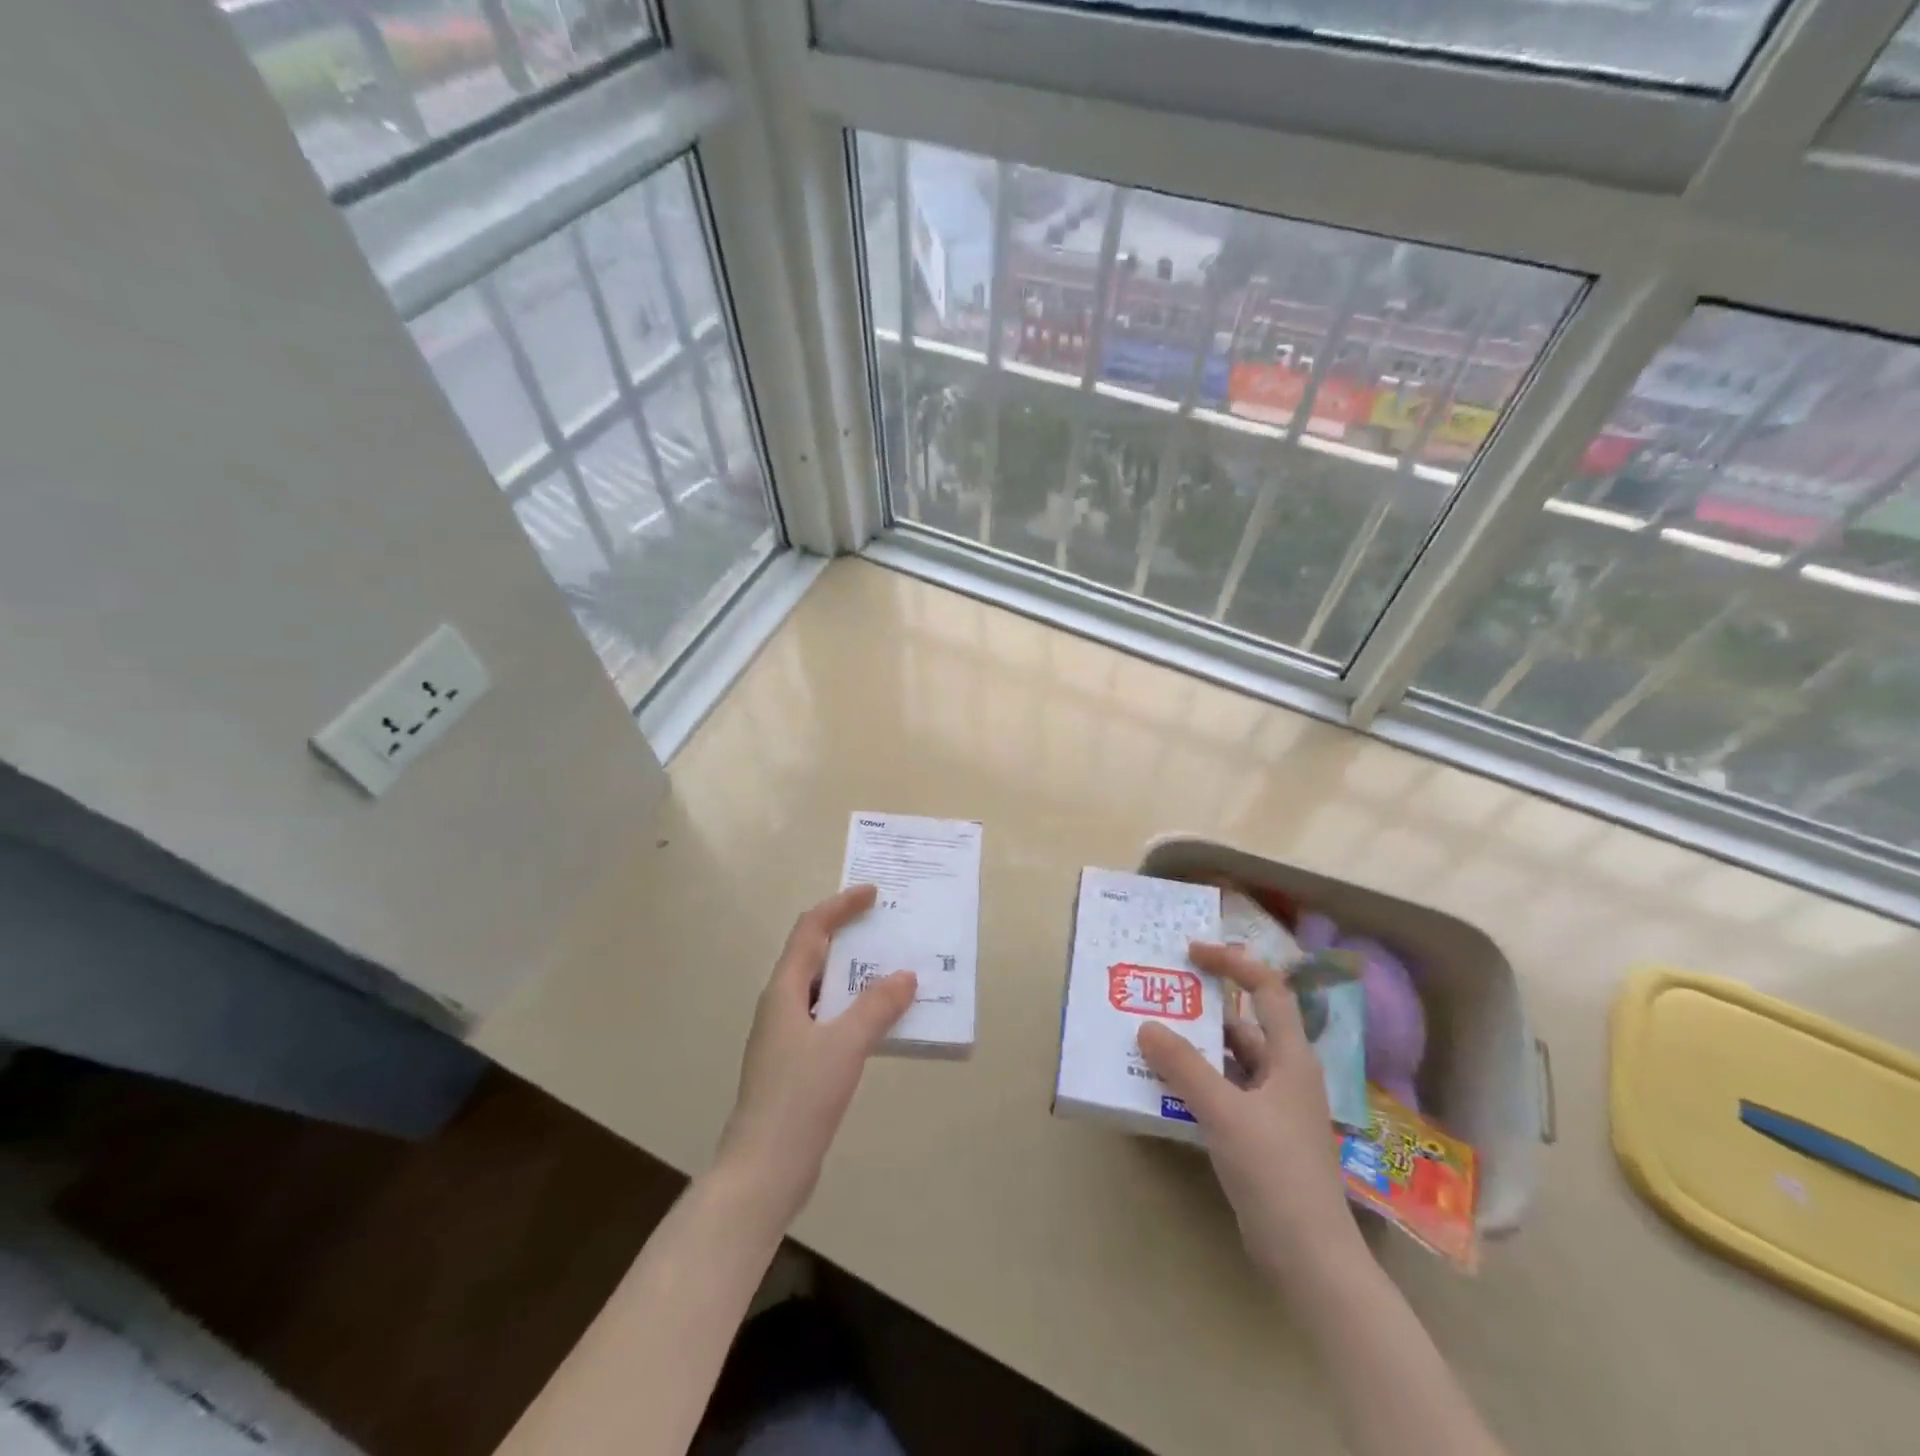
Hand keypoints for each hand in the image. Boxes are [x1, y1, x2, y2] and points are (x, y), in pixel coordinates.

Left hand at [714, 884, 916, 1228]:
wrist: (762, 1172)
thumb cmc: (799, 1098)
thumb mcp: (844, 1045)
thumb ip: (876, 1007)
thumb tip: (905, 976)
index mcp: (784, 991)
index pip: (811, 930)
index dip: (841, 906)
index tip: (873, 893)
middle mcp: (782, 1006)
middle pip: (815, 955)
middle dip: (850, 936)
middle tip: (888, 927)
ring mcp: (787, 1038)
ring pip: (825, 990)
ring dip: (856, 976)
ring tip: (894, 969)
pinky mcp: (797, 1066)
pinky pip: (831, 1020)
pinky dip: (856, 1010)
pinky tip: (882, 1023)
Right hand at [1138, 941, 1359, 1282]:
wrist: (1310, 1258)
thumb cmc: (1275, 1172)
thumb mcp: (1225, 1113)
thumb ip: (1184, 1067)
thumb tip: (1146, 1026)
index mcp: (1290, 1057)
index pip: (1267, 989)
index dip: (1232, 963)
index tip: (1191, 953)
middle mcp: (1284, 1073)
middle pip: (1243, 1023)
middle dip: (1202, 1008)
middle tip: (1159, 995)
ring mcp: (1273, 1106)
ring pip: (1230, 1060)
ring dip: (1195, 1048)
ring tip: (1150, 1036)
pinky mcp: (1259, 1135)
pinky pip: (1224, 1091)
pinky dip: (1197, 1081)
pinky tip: (1164, 1085)